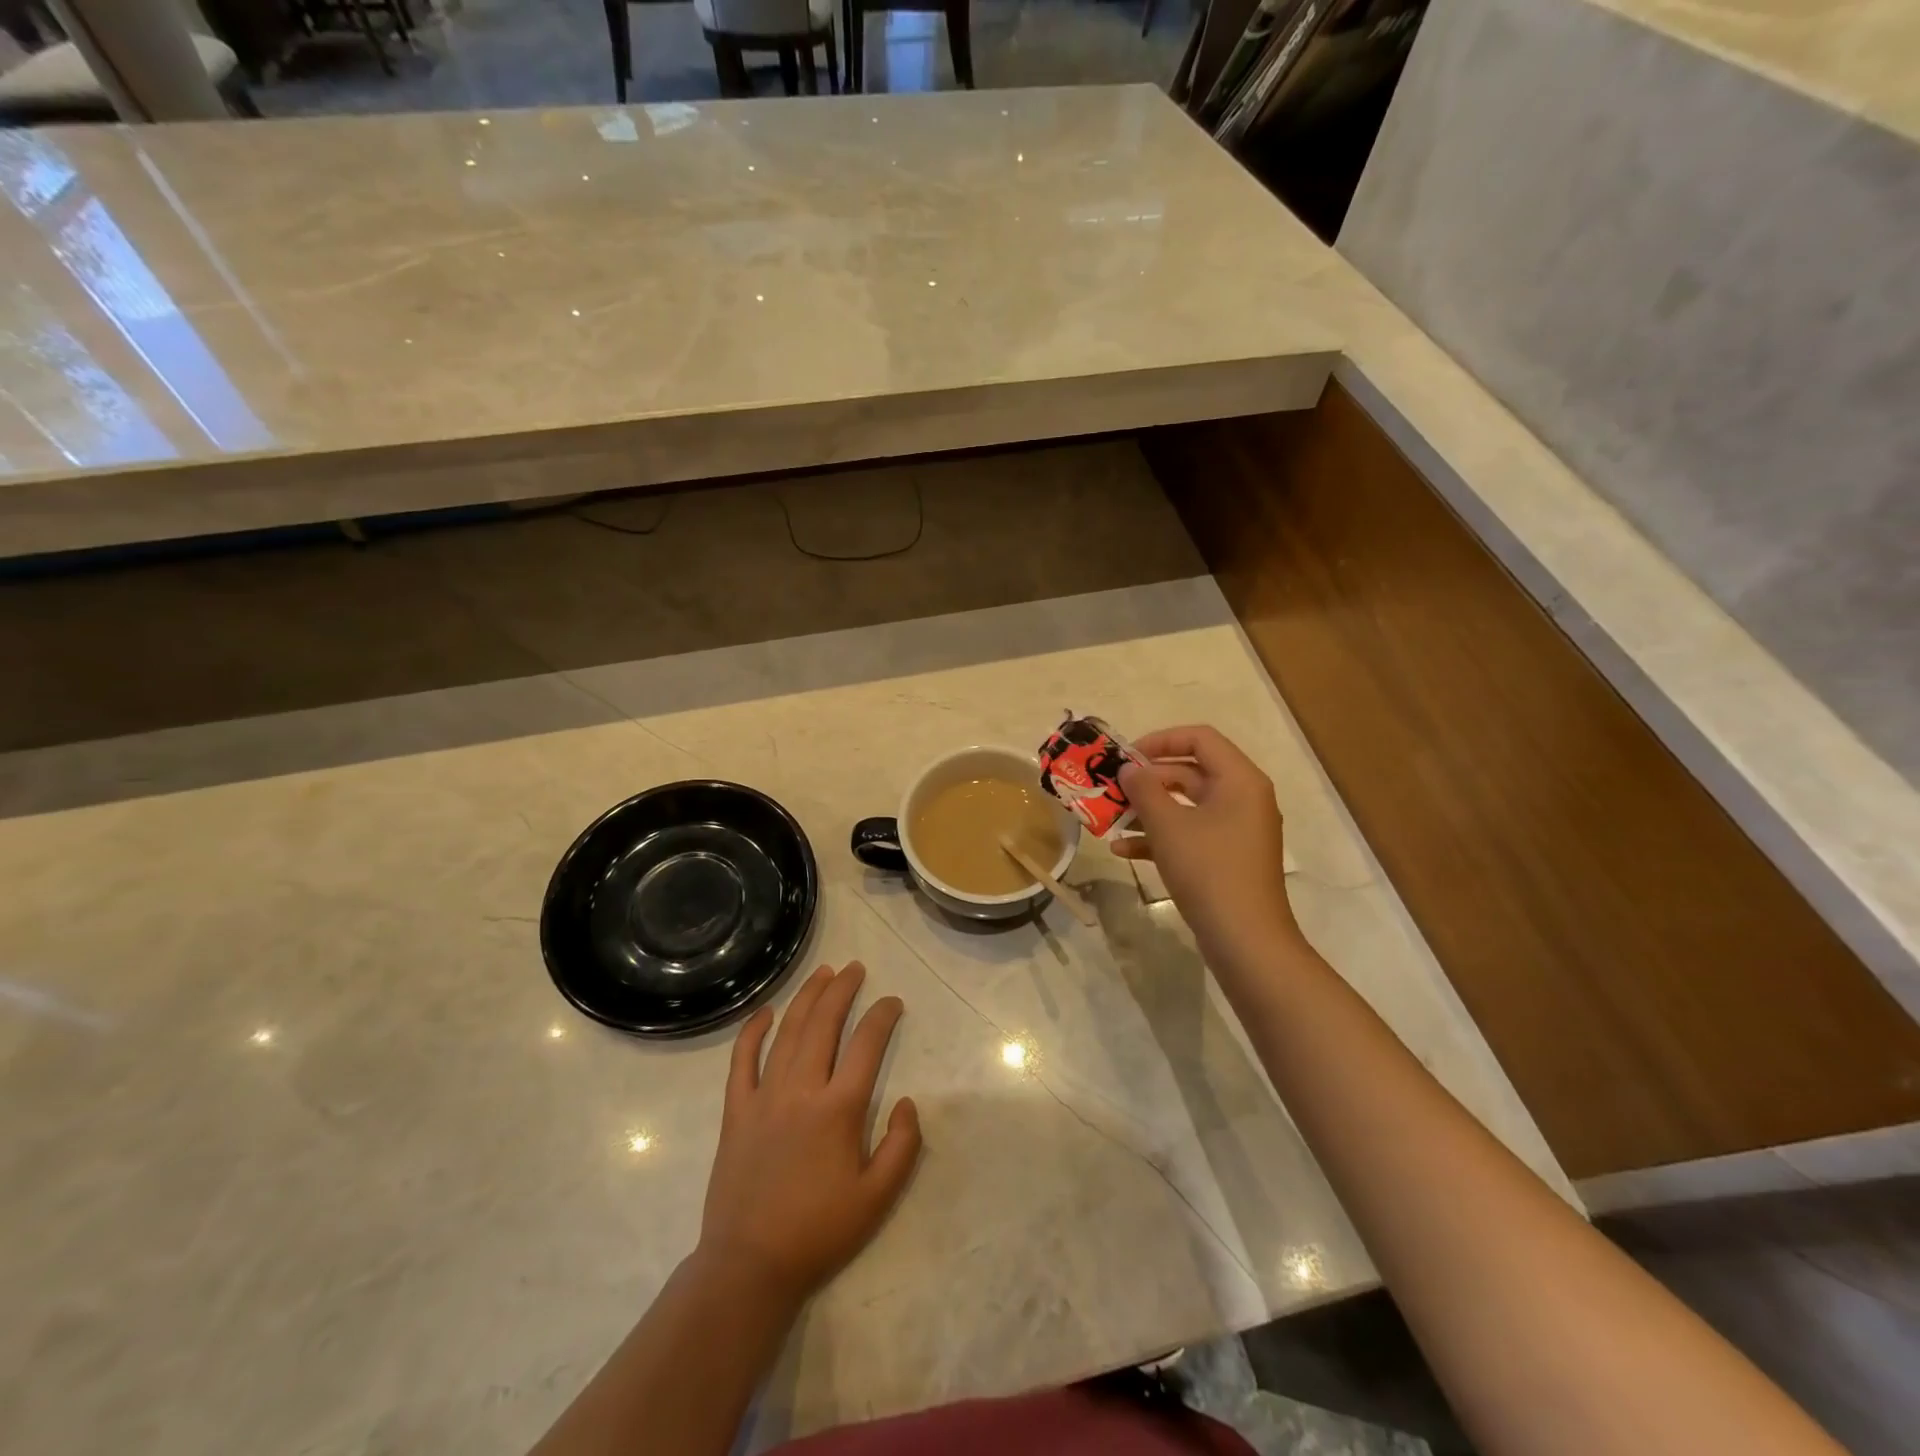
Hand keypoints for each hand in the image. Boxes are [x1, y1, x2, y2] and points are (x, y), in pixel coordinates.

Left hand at [697, 962, 920, 1309]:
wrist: (750, 1265)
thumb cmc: (819, 1231)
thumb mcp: (878, 1198)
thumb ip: (902, 1146)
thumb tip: (908, 1101)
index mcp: (838, 1109)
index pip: (866, 1044)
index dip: (882, 1016)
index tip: (892, 1001)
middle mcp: (801, 1090)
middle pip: (823, 1024)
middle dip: (842, 989)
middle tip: (855, 968)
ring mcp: (764, 1097)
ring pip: (787, 1032)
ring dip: (806, 998)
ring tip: (823, 973)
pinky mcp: (736, 1111)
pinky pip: (742, 1061)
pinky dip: (753, 1031)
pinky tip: (765, 1012)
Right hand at [1114, 725, 1299, 959]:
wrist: (1246, 940)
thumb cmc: (1209, 870)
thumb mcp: (1168, 825)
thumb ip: (1144, 790)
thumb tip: (1129, 770)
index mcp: (1240, 780)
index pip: (1199, 738)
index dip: (1160, 740)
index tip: (1126, 756)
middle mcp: (1243, 798)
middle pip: (1190, 771)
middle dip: (1148, 780)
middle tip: (1112, 787)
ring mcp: (1236, 830)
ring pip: (1186, 806)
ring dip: (1148, 809)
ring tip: (1111, 817)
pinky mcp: (1227, 858)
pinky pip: (1191, 833)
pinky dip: (1160, 837)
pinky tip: (1123, 850)